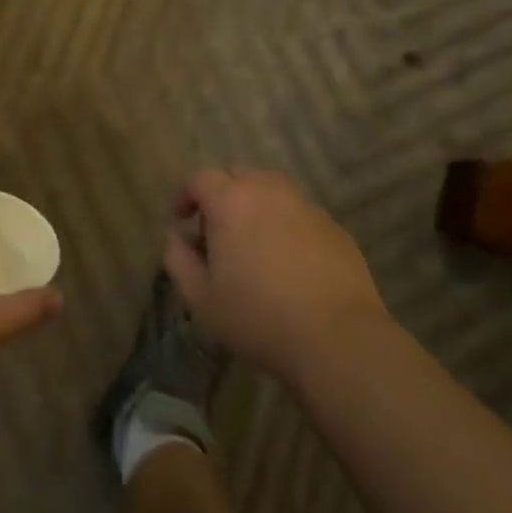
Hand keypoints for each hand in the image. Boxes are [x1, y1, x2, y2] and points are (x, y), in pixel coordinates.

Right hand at [163, 167, 387, 383]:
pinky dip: (285, 224)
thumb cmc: (258, 317)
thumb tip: (174, 236)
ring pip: (271, 189)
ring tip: (252, 241)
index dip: (185, 194)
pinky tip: (288, 260)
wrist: (337, 337)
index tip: (181, 219)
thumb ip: (178, 259)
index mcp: (231, 201)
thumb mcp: (201, 298)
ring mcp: (305, 206)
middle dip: (221, 195)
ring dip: (255, 205)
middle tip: (216, 231)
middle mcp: (268, 191)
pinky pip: (299, 213)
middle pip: (237, 175)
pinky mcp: (333, 226)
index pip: (200, 177)